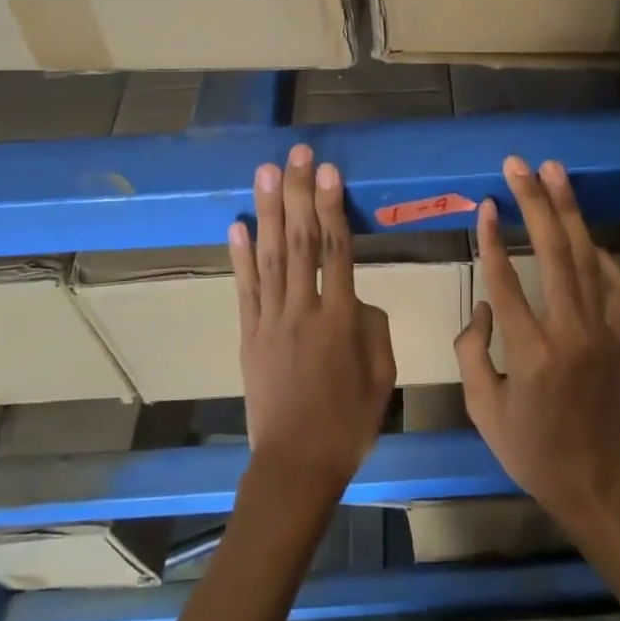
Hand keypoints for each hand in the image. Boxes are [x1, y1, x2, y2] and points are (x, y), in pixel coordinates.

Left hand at [230, 145, 395, 508]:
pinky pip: (244, 289)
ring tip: (266, 173)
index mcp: (341, 320)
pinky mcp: (248, 336)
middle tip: (297, 155)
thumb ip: (374, 329)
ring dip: (267, 211)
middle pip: (299, 242)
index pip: (336, 250)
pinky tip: (236, 225)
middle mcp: (303, 311)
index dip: (332, 207)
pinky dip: (239, 256)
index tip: (329, 172)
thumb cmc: (348, 424)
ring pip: (269, 257)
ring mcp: (270, 322)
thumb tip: (357, 299)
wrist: (295, 465)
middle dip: (298, 193)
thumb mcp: (383, 377)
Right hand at [454, 157, 619, 533]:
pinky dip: (601, 255)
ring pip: (586, 257)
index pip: (507, 280)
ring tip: (554, 172)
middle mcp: (571, 331)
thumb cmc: (530, 449)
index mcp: (531, 352)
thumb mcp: (482, 408)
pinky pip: (614, 283)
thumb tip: (483, 306)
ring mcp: (601, 330)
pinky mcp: (619, 335)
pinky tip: (586, 235)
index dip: (492, 238)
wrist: (593, 480)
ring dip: (569, 211)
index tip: (485, 204)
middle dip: (535, 202)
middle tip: (519, 166)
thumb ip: (472, 351)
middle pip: (554, 252)